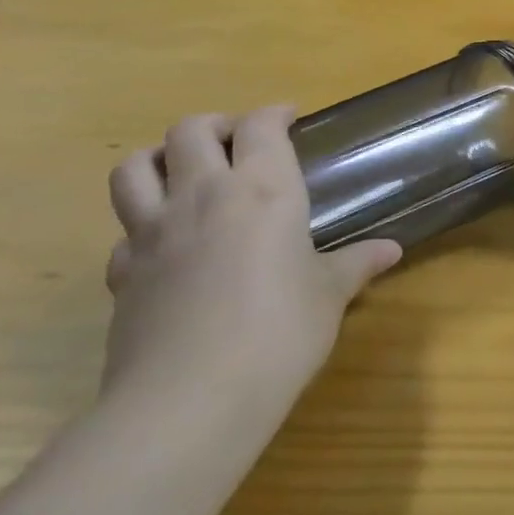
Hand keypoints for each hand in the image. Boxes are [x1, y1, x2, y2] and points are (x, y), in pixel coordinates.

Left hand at [102, 107, 399, 431]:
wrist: (190, 400)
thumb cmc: (280, 333)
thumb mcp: (329, 296)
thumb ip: (356, 264)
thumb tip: (390, 250)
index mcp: (263, 190)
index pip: (261, 126)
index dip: (274, 114)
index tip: (290, 118)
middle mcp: (203, 197)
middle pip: (189, 130)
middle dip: (215, 125)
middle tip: (237, 142)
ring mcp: (153, 234)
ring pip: (133, 169)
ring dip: (158, 160)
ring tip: (184, 174)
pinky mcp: (122, 275)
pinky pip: (123, 233)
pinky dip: (141, 228)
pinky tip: (166, 247)